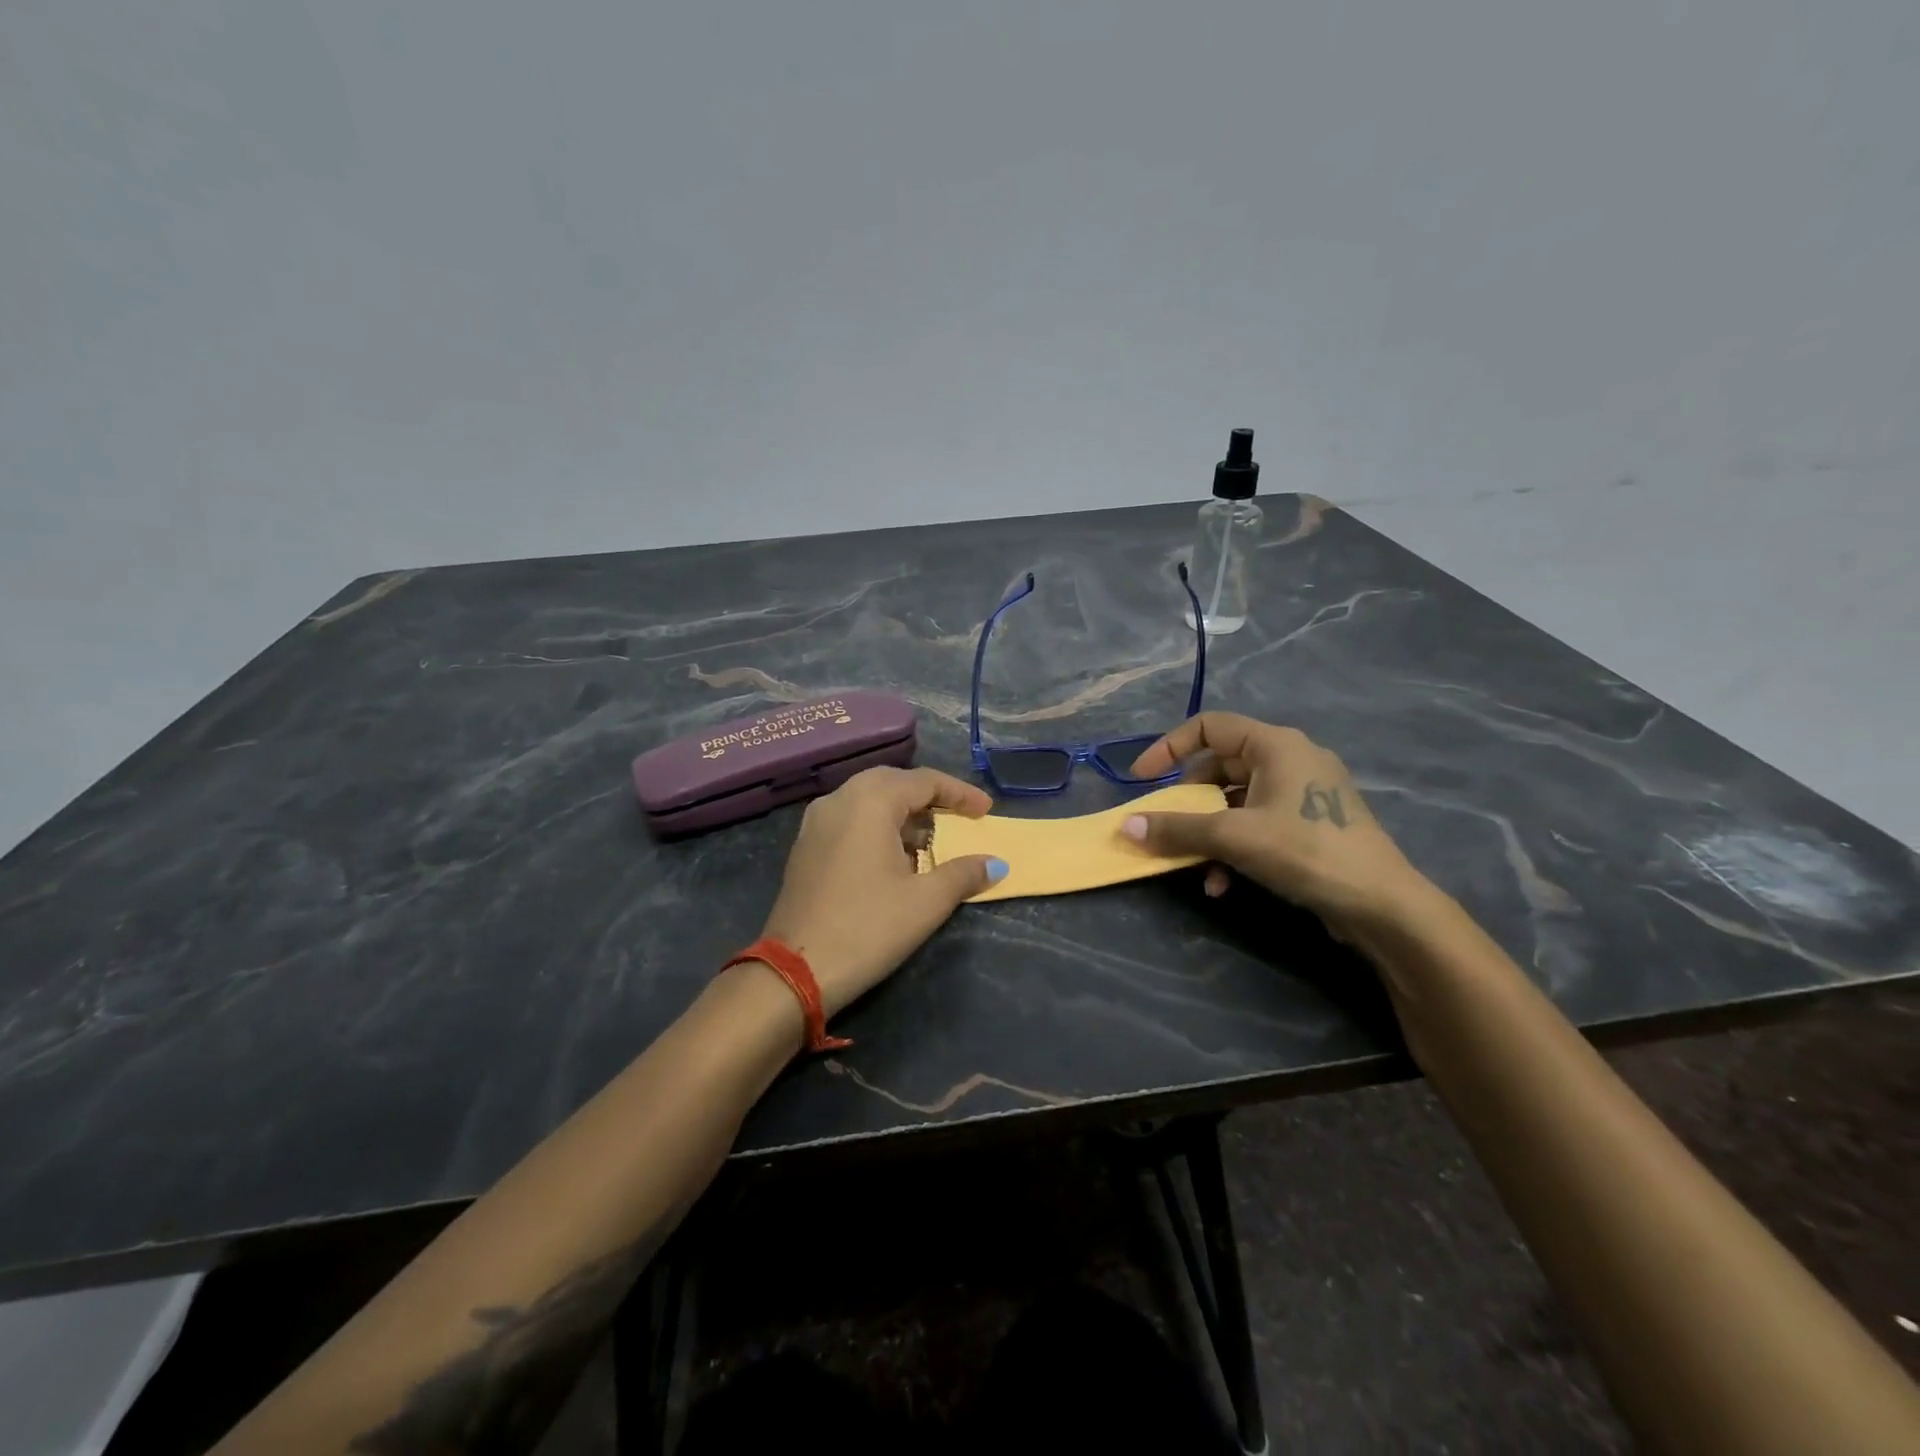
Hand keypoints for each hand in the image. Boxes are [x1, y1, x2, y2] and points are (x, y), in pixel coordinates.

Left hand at [760, 767, 1006, 1016]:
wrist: (795, 971)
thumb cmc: (868, 928)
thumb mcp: (926, 902)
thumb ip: (963, 874)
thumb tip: (995, 864)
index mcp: (870, 801)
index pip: (924, 781)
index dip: (960, 793)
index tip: (987, 811)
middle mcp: (839, 799)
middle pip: (893, 782)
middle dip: (929, 797)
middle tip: (958, 817)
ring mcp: (816, 821)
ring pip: (868, 799)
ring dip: (902, 812)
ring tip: (930, 841)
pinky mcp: (805, 845)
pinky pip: (850, 818)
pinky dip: (878, 825)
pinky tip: (893, 856)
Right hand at [1123, 713, 1430, 935]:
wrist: (1383, 905)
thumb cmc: (1306, 851)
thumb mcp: (1233, 837)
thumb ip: (1177, 829)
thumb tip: (1126, 826)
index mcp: (1275, 744)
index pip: (1208, 726)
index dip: (1168, 748)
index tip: (1142, 779)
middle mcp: (1289, 758)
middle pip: (1219, 767)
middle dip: (1188, 803)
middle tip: (1166, 829)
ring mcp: (1303, 792)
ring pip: (1235, 801)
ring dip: (1208, 833)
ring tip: (1196, 867)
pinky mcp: (1310, 823)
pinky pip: (1256, 822)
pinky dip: (1234, 846)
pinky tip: (1223, 883)